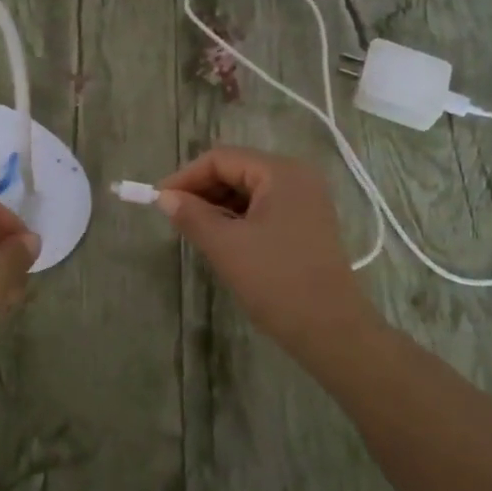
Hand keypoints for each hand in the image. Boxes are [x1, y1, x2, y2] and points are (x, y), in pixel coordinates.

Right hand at [156, 146, 378, 356]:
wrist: (332, 331)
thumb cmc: (277, 281)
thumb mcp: (226, 247)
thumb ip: (192, 215)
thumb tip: (165, 197)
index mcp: (280, 172)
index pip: (222, 159)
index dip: (186, 177)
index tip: (158, 201)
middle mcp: (297, 176)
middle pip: (237, 170)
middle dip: (202, 190)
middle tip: (174, 217)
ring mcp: (306, 200)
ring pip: (250, 191)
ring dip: (219, 206)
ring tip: (194, 230)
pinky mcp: (308, 224)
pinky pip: (264, 208)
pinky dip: (239, 218)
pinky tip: (222, 239)